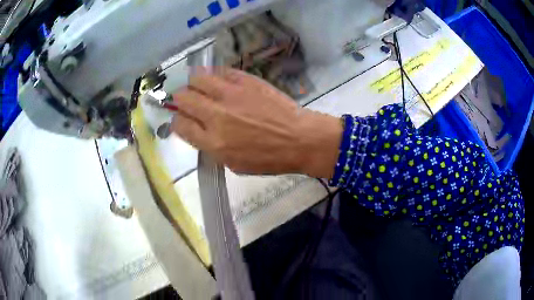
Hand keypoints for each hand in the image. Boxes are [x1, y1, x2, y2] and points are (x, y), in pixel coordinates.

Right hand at [171, 68, 342, 177]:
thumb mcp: (234, 164)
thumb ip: (211, 147)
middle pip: (183, 98)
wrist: (300, 139)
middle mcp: (217, 115)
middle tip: (186, 101)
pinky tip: (218, 81)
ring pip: (197, 79)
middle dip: (179, 100)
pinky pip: (221, 71)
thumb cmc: (269, 158)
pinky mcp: (246, 80)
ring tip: (199, 88)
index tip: (181, 119)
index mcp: (213, 142)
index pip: (180, 125)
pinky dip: (214, 75)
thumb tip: (197, 130)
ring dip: (193, 83)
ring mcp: (231, 94)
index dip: (176, 121)